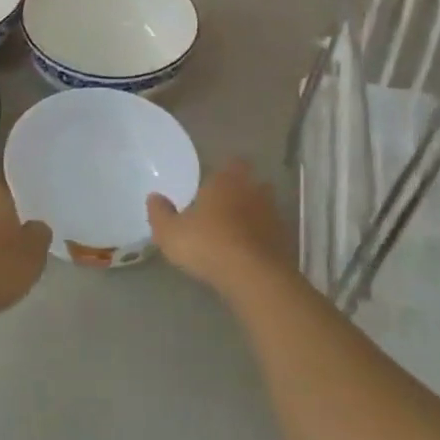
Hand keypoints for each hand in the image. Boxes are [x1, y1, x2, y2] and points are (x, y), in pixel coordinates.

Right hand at [147, 159, 301, 301]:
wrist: (254, 276)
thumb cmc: (207, 244)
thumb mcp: (170, 232)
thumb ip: (160, 213)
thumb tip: (154, 197)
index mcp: (226, 181)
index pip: (233, 163)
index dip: (226, 170)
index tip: (215, 181)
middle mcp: (253, 191)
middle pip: (252, 184)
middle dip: (241, 192)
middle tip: (224, 206)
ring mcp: (273, 216)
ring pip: (264, 208)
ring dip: (253, 216)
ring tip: (235, 232)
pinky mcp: (285, 241)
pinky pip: (271, 233)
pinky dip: (262, 239)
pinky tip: (248, 253)